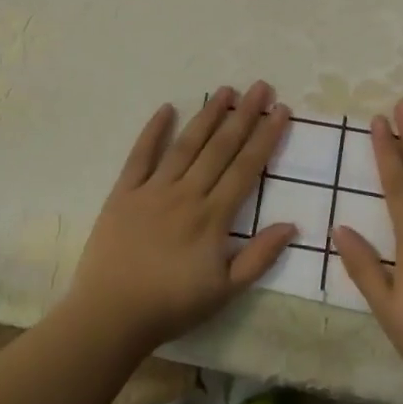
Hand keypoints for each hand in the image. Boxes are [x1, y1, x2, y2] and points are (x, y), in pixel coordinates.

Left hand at [68, 82, 295, 353]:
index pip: (246, 167)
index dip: (266, 137)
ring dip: (207, 115)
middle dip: (244, 115)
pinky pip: (140, 155)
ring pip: (186, 144)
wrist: (110, 316)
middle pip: (220, 147)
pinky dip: (153, 131)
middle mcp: (186, 193)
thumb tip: (292, 225)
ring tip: (226, 91)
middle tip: (260, 87)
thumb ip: (259, 256)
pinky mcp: (124, 192)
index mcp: (212, 216)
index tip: (280, 110)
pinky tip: (166, 108)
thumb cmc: (171, 306)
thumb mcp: (225, 291)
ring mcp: (153, 189)